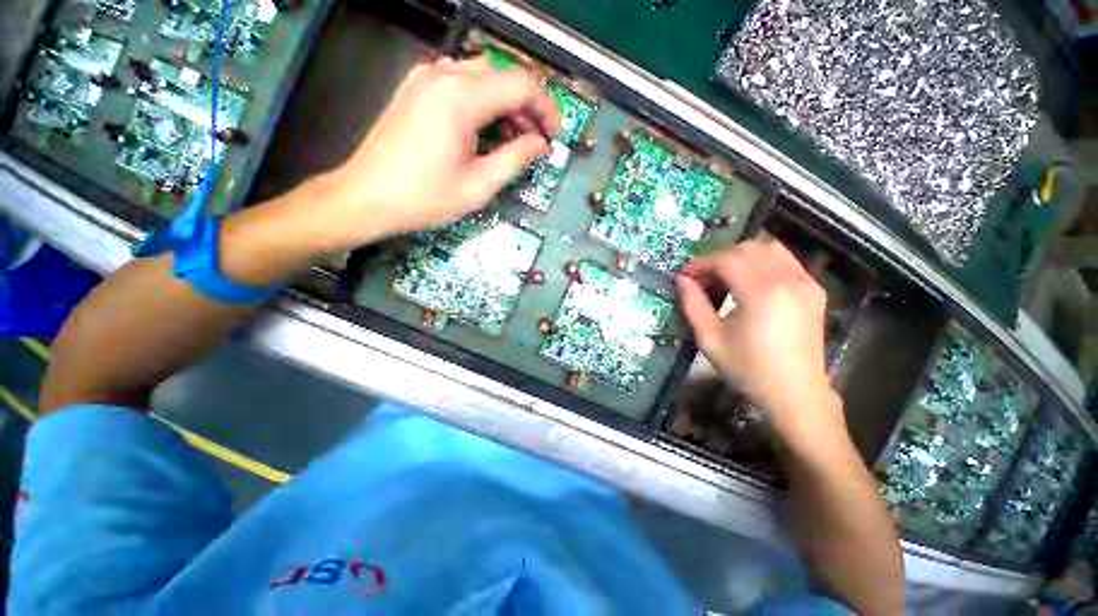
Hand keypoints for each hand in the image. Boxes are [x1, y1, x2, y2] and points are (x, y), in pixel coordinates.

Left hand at [307, 55, 560, 250]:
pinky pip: (459, 82)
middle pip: (502, 76)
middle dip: (526, 107)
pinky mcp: (415, 88)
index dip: (546, 108)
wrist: (367, 197)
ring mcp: (425, 78)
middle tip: (535, 141)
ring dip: (504, 103)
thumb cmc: (425, 198)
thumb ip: (516, 159)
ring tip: (513, 138)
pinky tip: (484, 128)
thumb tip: (541, 144)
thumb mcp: (479, 185)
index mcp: (461, 99)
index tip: (554, 135)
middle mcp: (443, 76)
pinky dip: (481, 100)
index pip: (521, 85)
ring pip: (482, 76)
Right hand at [676, 240, 843, 442]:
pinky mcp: (814, 290)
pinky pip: (785, 261)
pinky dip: (762, 262)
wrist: (795, 394)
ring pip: (769, 248)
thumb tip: (682, 279)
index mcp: (761, 293)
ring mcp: (805, 283)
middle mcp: (788, 279)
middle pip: (748, 248)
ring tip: (724, 277)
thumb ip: (693, 304)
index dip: (701, 263)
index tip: (685, 275)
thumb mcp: (710, 339)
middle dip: (719, 258)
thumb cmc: (748, 369)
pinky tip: (749, 282)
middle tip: (702, 278)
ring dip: (741, 256)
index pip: (726, 259)